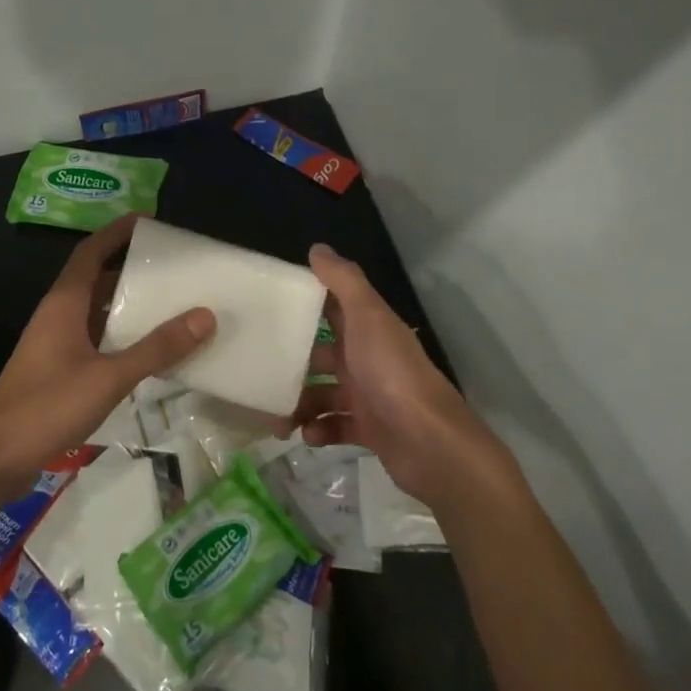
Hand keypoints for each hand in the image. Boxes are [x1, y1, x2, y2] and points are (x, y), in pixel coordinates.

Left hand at [0, 215, 213, 500]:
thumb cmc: (48, 407)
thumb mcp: (109, 377)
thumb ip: (157, 348)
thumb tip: (205, 315)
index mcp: (64, 304)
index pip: (91, 252)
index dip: (117, 232)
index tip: (148, 219)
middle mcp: (57, 315)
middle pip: (95, 279)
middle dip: (129, 267)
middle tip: (172, 266)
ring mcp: (54, 343)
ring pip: (95, 311)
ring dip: (126, 303)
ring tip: (168, 301)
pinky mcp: (56, 369)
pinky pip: (94, 338)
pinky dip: (119, 335)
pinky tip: (145, 349)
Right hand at [294, 244, 497, 508]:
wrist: (430, 442)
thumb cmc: (392, 373)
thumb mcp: (367, 317)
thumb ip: (343, 282)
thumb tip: (317, 248)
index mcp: (369, 329)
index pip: (333, 309)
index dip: (305, 305)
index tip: (268, 307)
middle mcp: (369, 359)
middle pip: (323, 356)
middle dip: (294, 364)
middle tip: (261, 370)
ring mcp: (370, 396)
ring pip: (324, 394)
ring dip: (300, 404)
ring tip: (279, 418)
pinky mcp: (370, 430)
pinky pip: (334, 427)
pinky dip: (319, 430)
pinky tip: (307, 435)